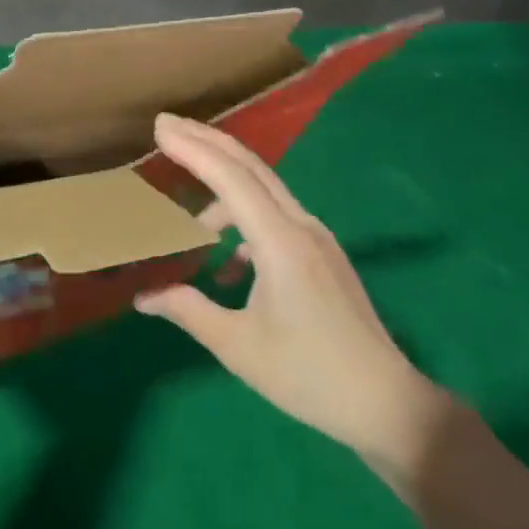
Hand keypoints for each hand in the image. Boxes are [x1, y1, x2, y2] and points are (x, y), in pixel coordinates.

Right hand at [134, 115, 451, 486]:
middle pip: (250, 167)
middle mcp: (301, 226)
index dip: (193, 149)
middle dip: (207, 142)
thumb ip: (187, 309)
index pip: (231, 178)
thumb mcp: (237, 345)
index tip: (160, 127)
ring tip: (186, 217)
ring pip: (263, 190)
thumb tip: (143, 297)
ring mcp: (316, 237)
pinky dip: (242, 221)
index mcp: (281, 242)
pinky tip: (226, 264)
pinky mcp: (321, 253)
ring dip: (222, 186)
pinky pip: (275, 217)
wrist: (385, 403)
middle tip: (167, 126)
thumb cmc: (307, 375)